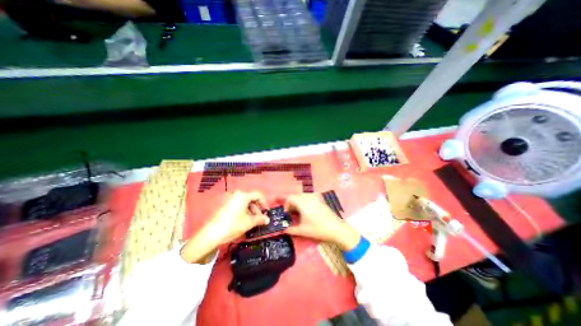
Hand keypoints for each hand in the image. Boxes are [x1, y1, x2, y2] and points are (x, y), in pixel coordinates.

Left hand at [181, 192, 270, 261]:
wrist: (211, 234)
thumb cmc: (233, 225)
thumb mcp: (249, 222)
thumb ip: (260, 219)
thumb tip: (267, 219)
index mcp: (242, 195)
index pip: (258, 195)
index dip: (264, 203)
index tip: (266, 211)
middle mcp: (235, 194)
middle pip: (250, 198)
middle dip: (256, 208)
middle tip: (259, 218)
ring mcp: (228, 199)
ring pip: (243, 202)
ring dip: (250, 210)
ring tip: (251, 221)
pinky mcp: (223, 205)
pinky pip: (237, 205)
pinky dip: (242, 211)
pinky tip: (243, 220)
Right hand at [284, 195, 361, 249]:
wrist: (336, 229)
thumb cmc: (317, 229)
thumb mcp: (302, 231)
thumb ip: (291, 230)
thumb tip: (283, 230)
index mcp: (302, 202)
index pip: (290, 198)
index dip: (286, 206)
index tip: (288, 215)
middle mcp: (308, 197)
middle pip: (296, 196)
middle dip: (292, 205)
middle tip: (293, 215)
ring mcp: (315, 197)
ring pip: (303, 197)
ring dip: (299, 203)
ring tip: (300, 214)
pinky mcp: (321, 200)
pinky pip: (309, 198)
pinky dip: (306, 203)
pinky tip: (309, 212)